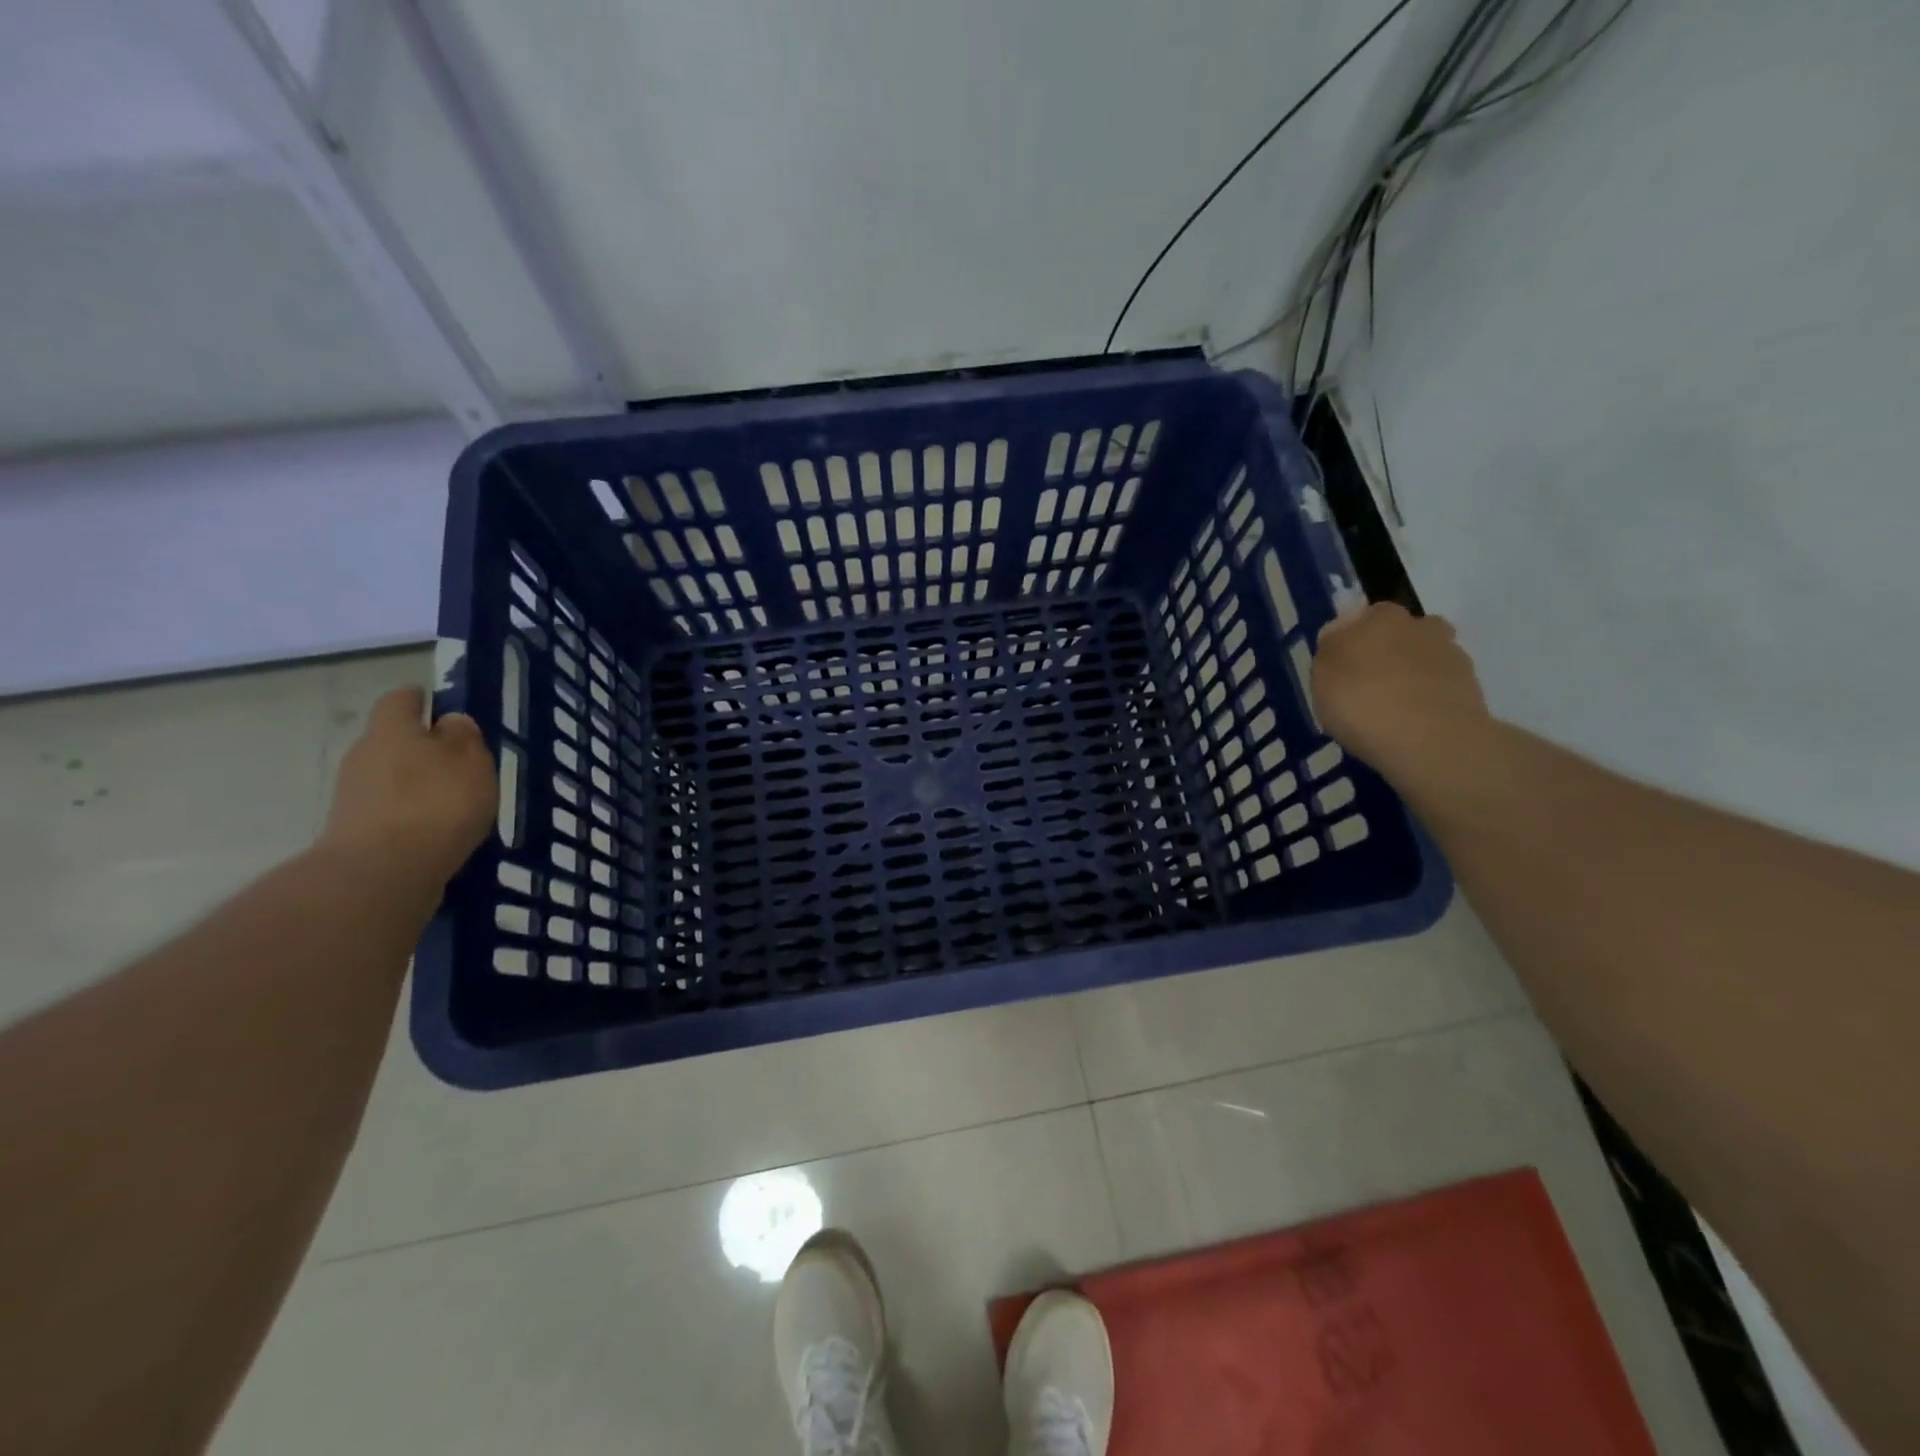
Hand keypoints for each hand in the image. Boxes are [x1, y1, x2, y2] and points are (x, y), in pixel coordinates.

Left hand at [319, 687, 496, 887]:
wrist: (382, 872)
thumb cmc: (436, 803)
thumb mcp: (471, 762)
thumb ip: (463, 736)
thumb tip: (450, 722)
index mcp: (391, 730)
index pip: (401, 699)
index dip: (422, 699)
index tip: (443, 707)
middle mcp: (363, 754)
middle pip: (393, 740)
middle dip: (423, 747)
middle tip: (460, 763)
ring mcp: (352, 794)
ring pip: (390, 776)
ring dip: (417, 783)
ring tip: (454, 803)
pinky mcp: (354, 830)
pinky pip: (388, 810)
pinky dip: (410, 814)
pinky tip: (436, 830)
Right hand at [1312, 603, 1490, 777]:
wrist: (1430, 740)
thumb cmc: (1361, 701)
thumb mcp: (1322, 675)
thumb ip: (1331, 649)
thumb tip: (1340, 635)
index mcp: (1381, 617)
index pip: (1365, 617)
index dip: (1354, 639)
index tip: (1343, 666)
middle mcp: (1421, 627)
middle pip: (1402, 634)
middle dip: (1388, 653)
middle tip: (1368, 686)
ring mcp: (1452, 658)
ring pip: (1425, 661)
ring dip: (1412, 677)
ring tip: (1392, 712)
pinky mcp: (1472, 690)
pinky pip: (1441, 690)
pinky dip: (1429, 701)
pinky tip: (1413, 726)